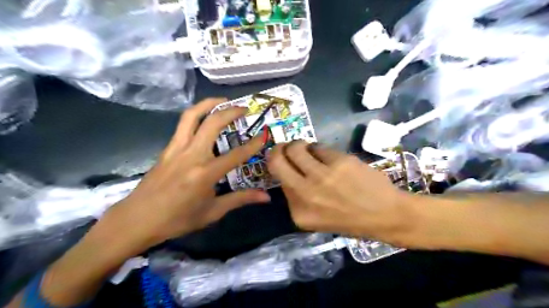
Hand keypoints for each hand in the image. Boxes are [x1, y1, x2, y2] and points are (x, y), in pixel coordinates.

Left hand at [100, 99, 270, 252]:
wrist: (137, 220)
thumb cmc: (177, 219)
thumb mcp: (212, 212)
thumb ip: (240, 199)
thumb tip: (266, 197)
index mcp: (205, 174)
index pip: (236, 154)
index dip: (253, 144)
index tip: (264, 134)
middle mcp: (191, 155)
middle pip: (212, 124)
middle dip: (230, 112)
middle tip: (244, 108)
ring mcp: (176, 148)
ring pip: (192, 116)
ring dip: (209, 104)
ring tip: (223, 100)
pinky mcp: (167, 148)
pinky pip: (182, 124)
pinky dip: (196, 114)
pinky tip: (204, 118)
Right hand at [266, 142, 415, 246]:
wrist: (385, 215)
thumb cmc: (350, 219)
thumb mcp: (316, 218)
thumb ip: (297, 198)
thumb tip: (289, 169)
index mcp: (298, 212)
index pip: (276, 180)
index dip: (278, 166)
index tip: (282, 161)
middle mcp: (305, 193)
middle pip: (276, 160)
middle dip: (278, 150)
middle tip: (285, 148)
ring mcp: (322, 176)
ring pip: (295, 147)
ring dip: (298, 145)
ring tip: (306, 149)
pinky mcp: (339, 161)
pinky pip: (318, 146)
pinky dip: (318, 149)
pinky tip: (327, 156)